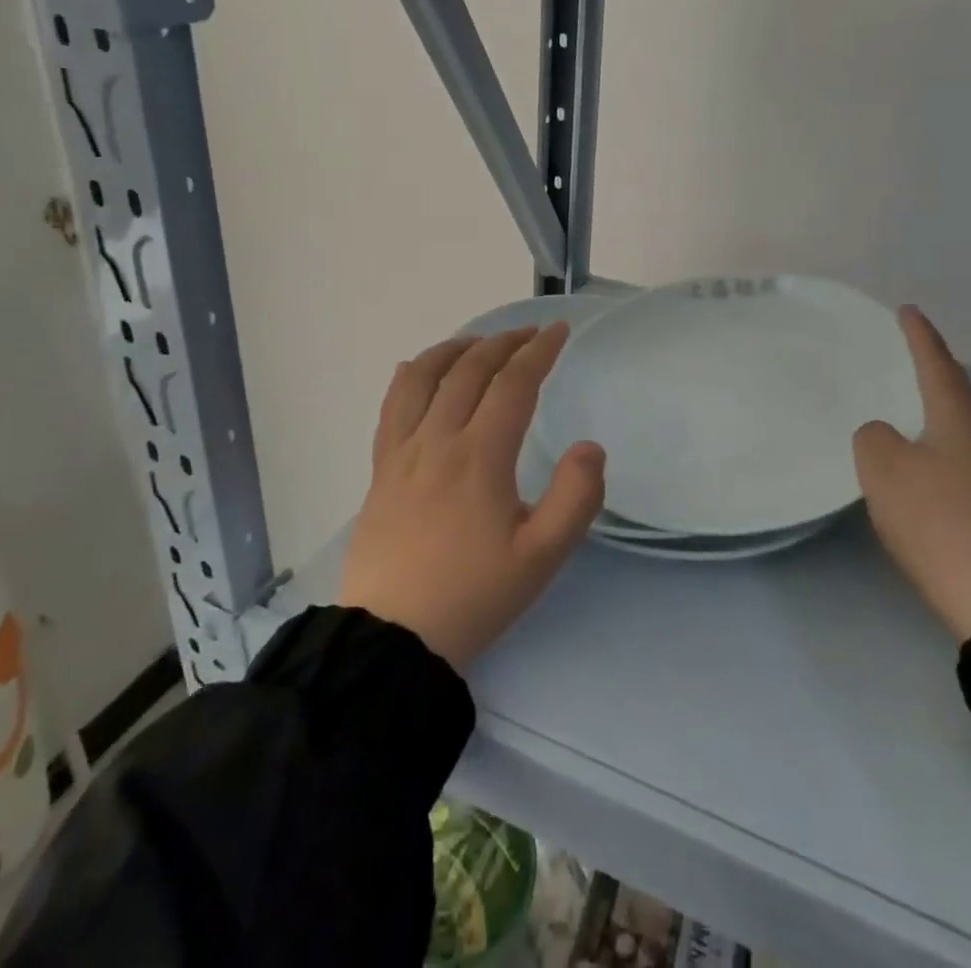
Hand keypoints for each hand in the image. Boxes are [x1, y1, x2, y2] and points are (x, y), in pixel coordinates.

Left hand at [340, 323, 605, 671]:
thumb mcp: (542, 557)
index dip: (539, 351)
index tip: (558, 332)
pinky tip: (417, 369)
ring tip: (478, 341)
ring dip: (455, 349)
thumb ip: (576, 498)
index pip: (514, 384)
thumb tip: (590, 446)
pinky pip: (391, 406)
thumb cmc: (474, 596)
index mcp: (480, 456)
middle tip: (529, 334)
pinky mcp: (380, 469)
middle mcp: (438, 440)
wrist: (393, 638)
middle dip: (504, 343)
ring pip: (424, 377)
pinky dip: (410, 376)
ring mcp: (402, 451)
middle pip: (470, 370)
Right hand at [853, 307, 970, 642]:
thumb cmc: (938, 519)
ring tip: (914, 404)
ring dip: (939, 409)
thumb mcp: (883, 468)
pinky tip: (928, 461)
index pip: (936, 363)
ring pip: (964, 426)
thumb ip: (874, 438)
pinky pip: (965, 458)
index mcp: (960, 417)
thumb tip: (886, 436)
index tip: (907, 310)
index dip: (919, 335)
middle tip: (910, 353)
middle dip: (934, 369)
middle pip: (958, 391)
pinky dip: (942, 445)